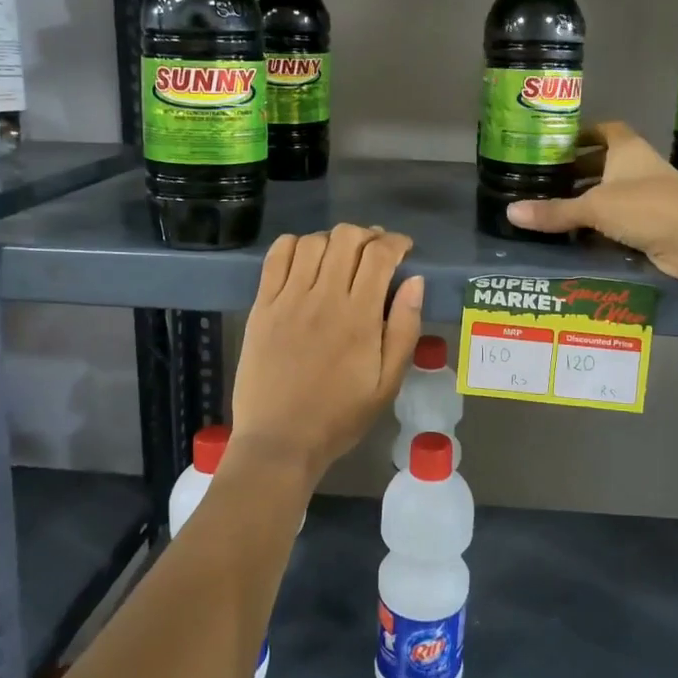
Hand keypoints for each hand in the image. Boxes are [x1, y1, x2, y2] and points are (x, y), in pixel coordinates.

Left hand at [230, 224, 424, 486]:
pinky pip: (277, 257)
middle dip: (368, 235)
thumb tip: (415, 281)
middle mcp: (324, 298)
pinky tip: (306, 257)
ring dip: (334, 240)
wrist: (280, 441)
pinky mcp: (262, 306)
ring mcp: (288, 299)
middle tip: (375, 252)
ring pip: (313, 241)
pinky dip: (295, 244)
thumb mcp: (388, 383)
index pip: (380, 255)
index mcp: (360, 317)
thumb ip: (404, 329)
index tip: (404, 249)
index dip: (396, 242)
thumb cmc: (340, 416)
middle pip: (347, 238)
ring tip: (342, 256)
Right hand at [507, 121, 677, 280]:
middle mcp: (639, 167)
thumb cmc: (647, 207)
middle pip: (605, 162)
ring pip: (612, 192)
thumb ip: (554, 211)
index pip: (605, 130)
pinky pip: (620, 219)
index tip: (558, 142)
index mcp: (628, 150)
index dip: (584, 133)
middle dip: (579, 169)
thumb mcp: (594, 207)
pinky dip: (601, 224)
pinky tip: (577, 234)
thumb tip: (510, 212)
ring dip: (589, 199)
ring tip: (554, 206)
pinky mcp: (653, 223)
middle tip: (546, 178)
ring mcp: (649, 195)